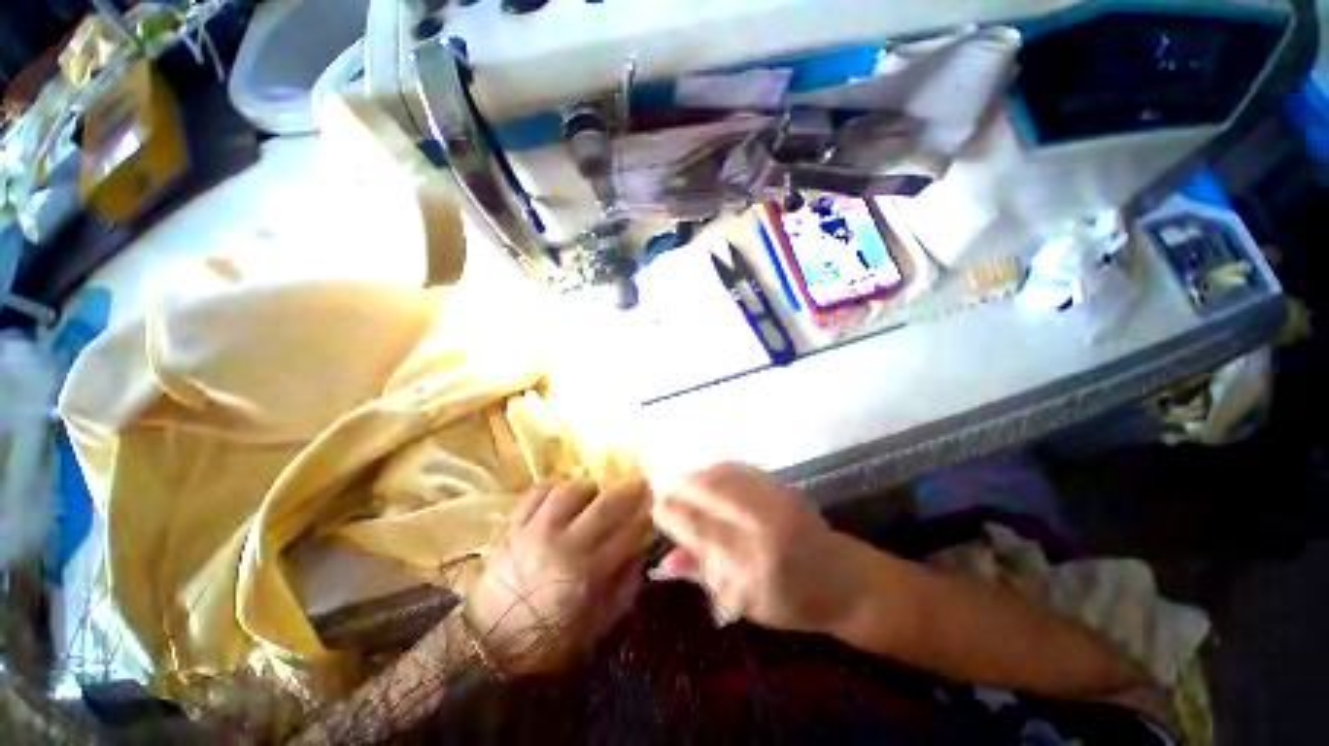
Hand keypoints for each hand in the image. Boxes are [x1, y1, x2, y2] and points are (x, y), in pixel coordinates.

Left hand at [465, 479, 653, 673]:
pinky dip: (552, 486)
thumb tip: (641, 553)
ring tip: (597, 490)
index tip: (656, 503)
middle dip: (628, 490)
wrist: (488, 645)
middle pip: (603, 506)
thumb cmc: (548, 639)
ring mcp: (535, 532)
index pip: (627, 533)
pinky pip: (536, 493)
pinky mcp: (513, 527)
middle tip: (639, 481)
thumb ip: (624, 589)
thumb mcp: (596, 626)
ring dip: (589, 486)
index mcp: (586, 573)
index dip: (645, 515)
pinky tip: (562, 490)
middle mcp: (563, 545)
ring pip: (569, 491)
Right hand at [651, 462, 865, 632]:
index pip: (701, 532)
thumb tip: (663, 562)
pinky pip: (742, 470)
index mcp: (754, 568)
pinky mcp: (784, 487)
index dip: (674, 516)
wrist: (843, 579)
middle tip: (665, 489)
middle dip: (682, 488)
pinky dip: (718, 469)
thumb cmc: (792, 602)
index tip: (657, 509)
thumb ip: (704, 576)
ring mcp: (777, 503)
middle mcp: (764, 530)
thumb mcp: (745, 603)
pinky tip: (707, 473)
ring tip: (682, 480)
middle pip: (711, 496)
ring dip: (697, 475)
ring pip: (724, 477)